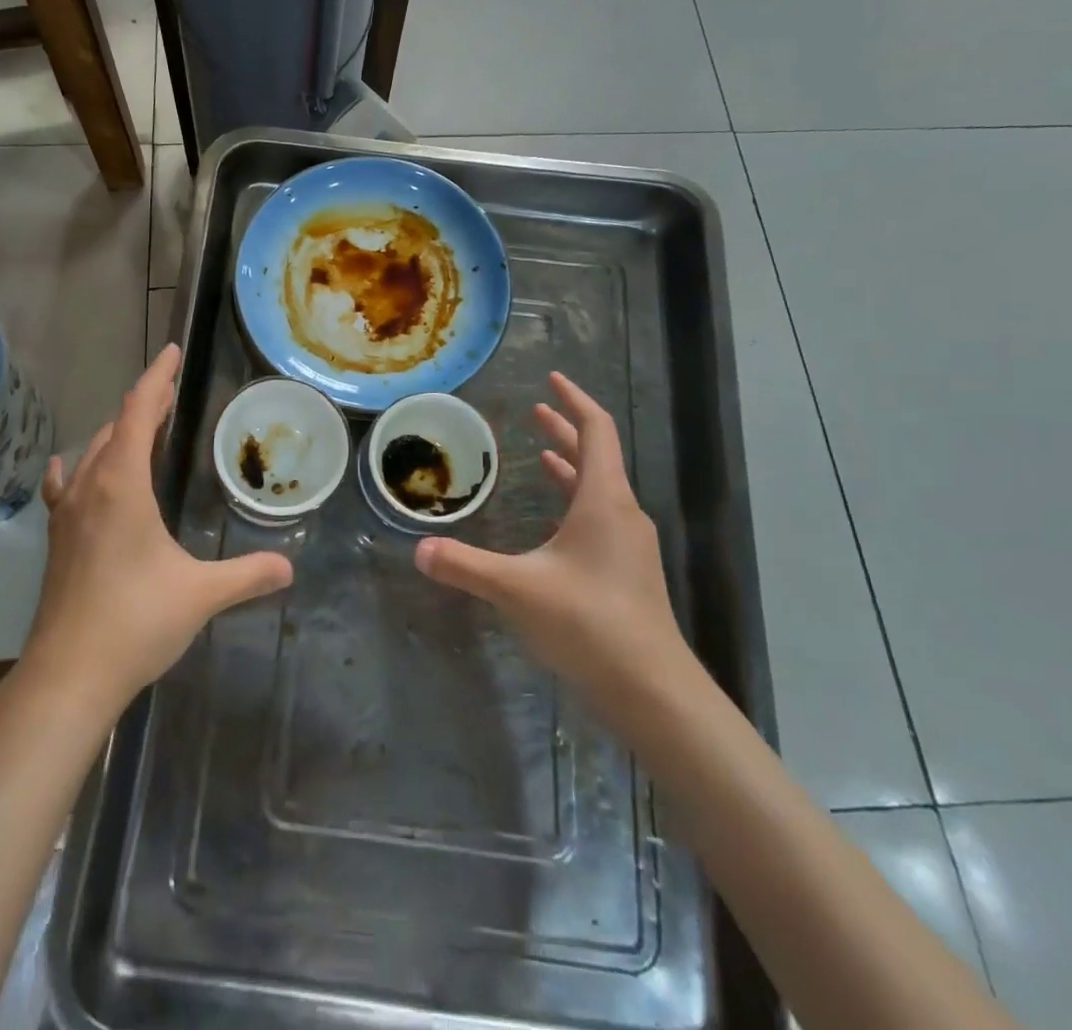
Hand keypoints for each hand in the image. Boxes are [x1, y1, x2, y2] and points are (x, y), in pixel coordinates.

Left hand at [23, 343, 293, 717]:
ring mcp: (67, 515)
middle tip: (170, 395)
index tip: (172, 352)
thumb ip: (247, 574)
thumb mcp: (200, 594)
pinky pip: (66, 487)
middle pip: (114, 428)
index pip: (137, 413)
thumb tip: (289, 566)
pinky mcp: (58, 541)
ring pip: (91, 454)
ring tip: (140, 429)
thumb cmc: (135, 622)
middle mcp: (90, 488)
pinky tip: (71, 469)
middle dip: (143, 406)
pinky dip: (77, 468)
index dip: (156, 379)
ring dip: (116, 434)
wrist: (67, 676)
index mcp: (121, 486)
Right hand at [414, 372, 692, 708]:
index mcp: (604, 501)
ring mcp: (628, 546)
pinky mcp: (626, 573)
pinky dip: (574, 501)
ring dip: (571, 466)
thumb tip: (418, 550)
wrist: (653, 692)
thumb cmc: (590, 624)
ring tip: (542, 452)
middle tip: (537, 409)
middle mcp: (621, 514)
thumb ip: (466, 566)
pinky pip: (598, 518)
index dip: (574, 400)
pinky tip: (553, 521)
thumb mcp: (518, 590)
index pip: (596, 431)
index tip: (552, 379)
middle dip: (566, 429)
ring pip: (598, 489)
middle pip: (596, 456)